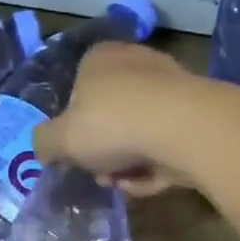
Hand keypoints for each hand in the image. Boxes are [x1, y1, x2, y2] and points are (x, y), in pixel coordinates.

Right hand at [34, 43, 204, 196]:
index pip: (77, 92)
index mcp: (100, 58)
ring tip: (127, 183)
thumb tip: (44, 148)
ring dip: (129, 165)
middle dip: (104, 153)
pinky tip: (153, 182)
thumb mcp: (62, 139)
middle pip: (111, 118)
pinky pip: (166, 145)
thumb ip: (45, 143)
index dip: (74, 130)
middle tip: (102, 175)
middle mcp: (136, 63)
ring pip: (139, 134)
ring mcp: (170, 88)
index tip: (75, 157)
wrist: (184, 129)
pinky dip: (157, 166)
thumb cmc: (113, 125)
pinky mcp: (195, 115)